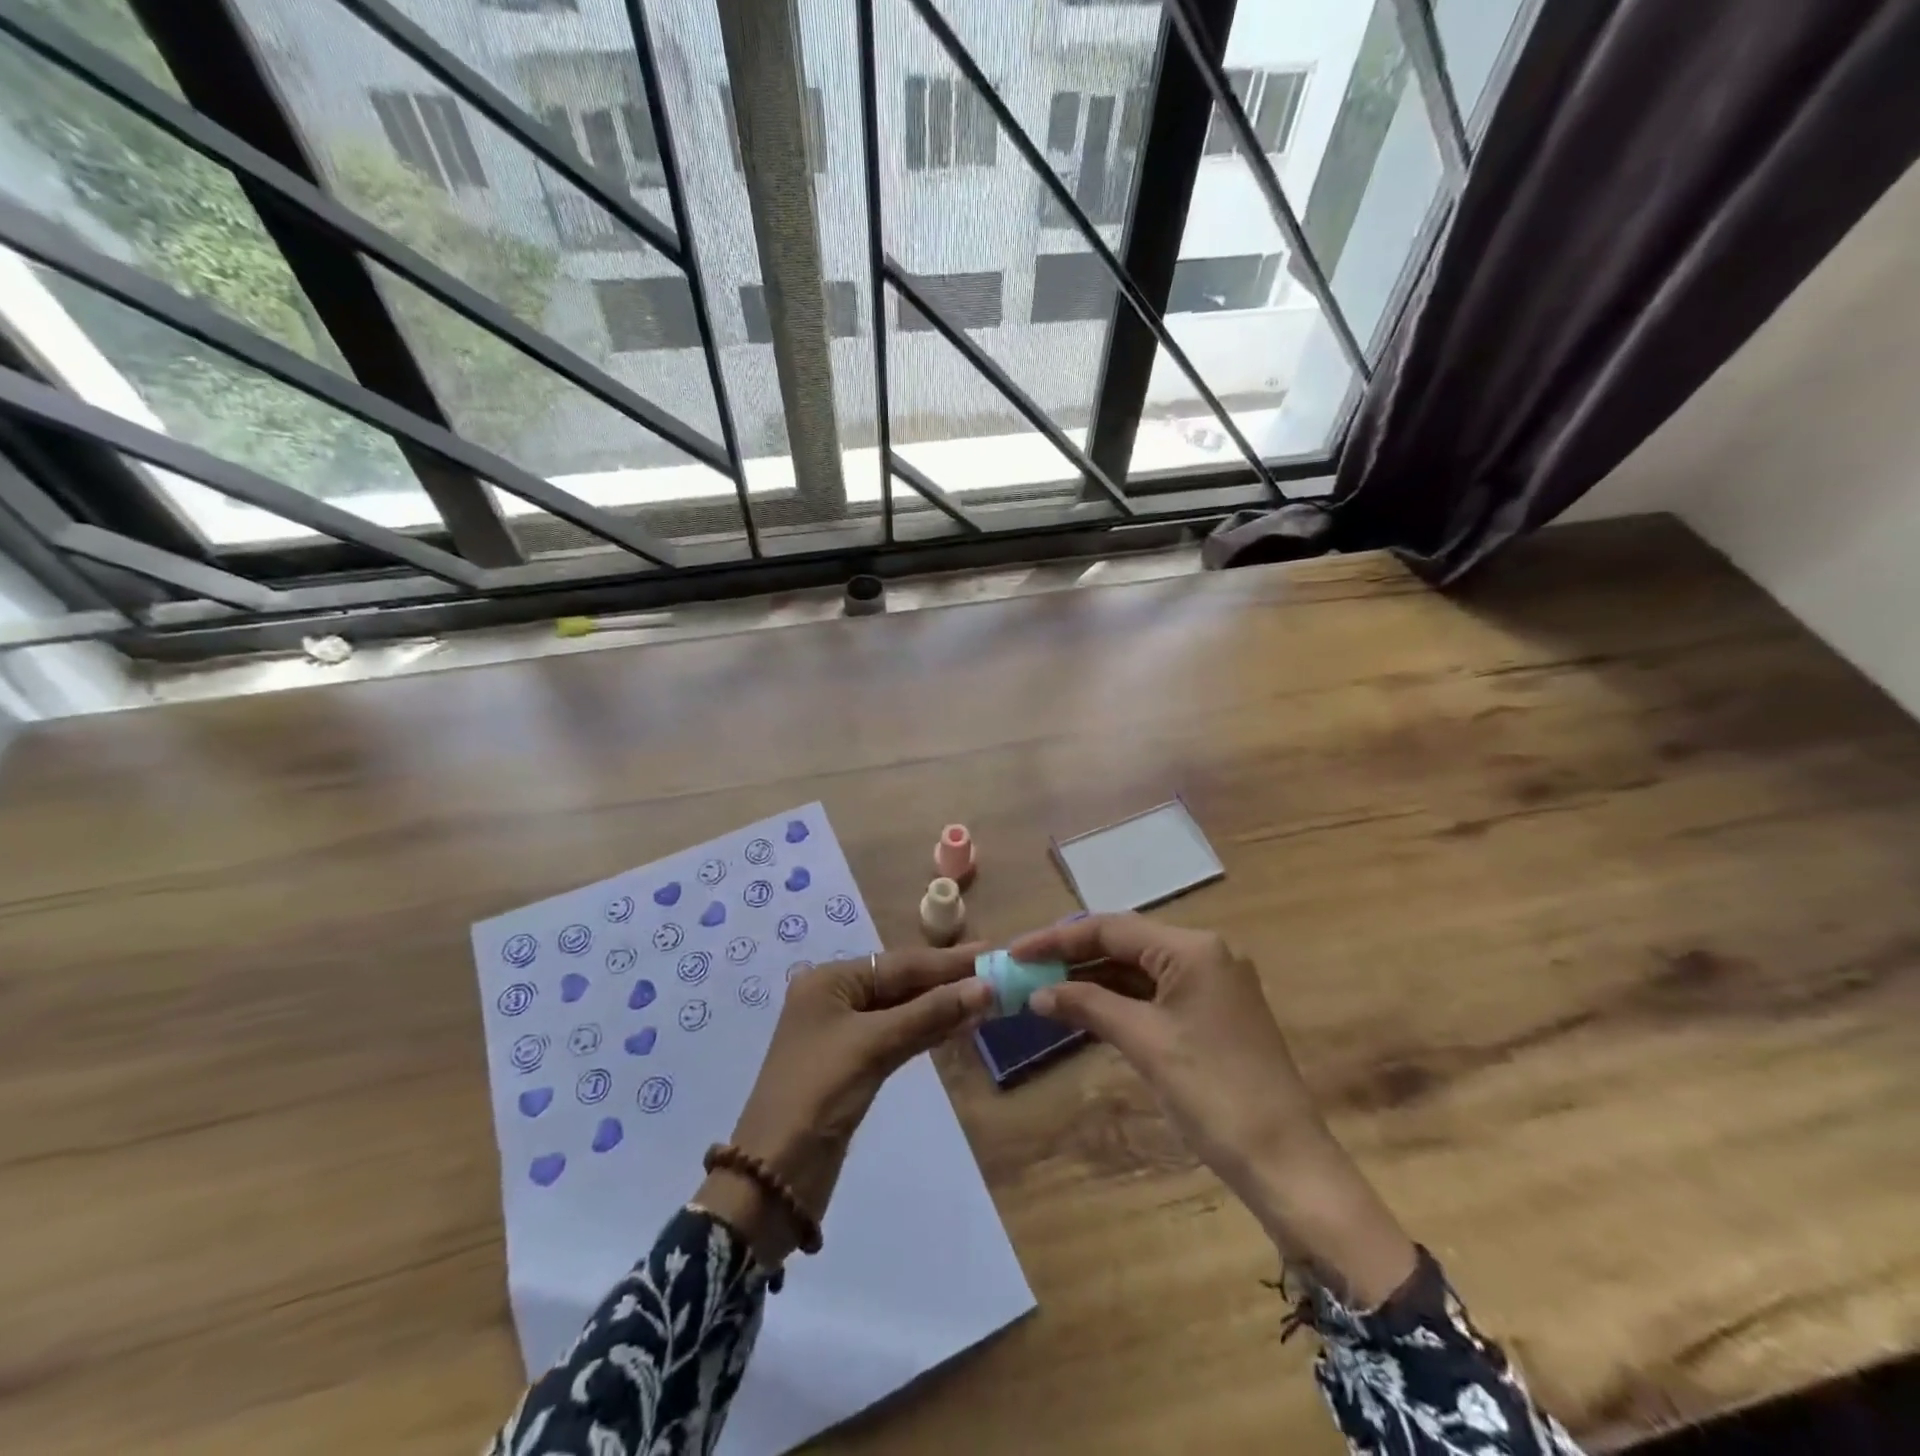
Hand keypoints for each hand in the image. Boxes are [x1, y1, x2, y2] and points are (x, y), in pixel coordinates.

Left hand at [697, 946, 992, 1263]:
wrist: (773, 1178)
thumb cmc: (818, 1096)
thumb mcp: (873, 1047)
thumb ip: (929, 1014)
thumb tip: (985, 987)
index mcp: (829, 981)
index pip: (900, 963)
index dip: (947, 961)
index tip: (991, 950)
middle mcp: (835, 998)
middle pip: (901, 983)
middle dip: (947, 982)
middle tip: (997, 974)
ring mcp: (843, 1033)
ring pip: (902, 1010)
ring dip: (942, 1007)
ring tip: (988, 998)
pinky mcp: (853, 1065)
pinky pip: (898, 1036)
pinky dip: (928, 1031)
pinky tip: (958, 1027)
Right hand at [1012, 914, 1415, 1305]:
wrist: (1287, 1163)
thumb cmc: (1213, 1093)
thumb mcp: (1144, 1043)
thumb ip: (1088, 1006)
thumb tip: (1038, 993)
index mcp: (1193, 948)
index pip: (1112, 928)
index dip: (1059, 939)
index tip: (1016, 952)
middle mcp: (1206, 954)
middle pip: (1126, 943)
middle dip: (1074, 956)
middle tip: (1026, 970)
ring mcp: (1213, 983)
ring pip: (1140, 969)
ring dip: (1095, 978)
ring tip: (1045, 988)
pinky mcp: (1214, 1013)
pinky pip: (1157, 993)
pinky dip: (1120, 999)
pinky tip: (1086, 1008)